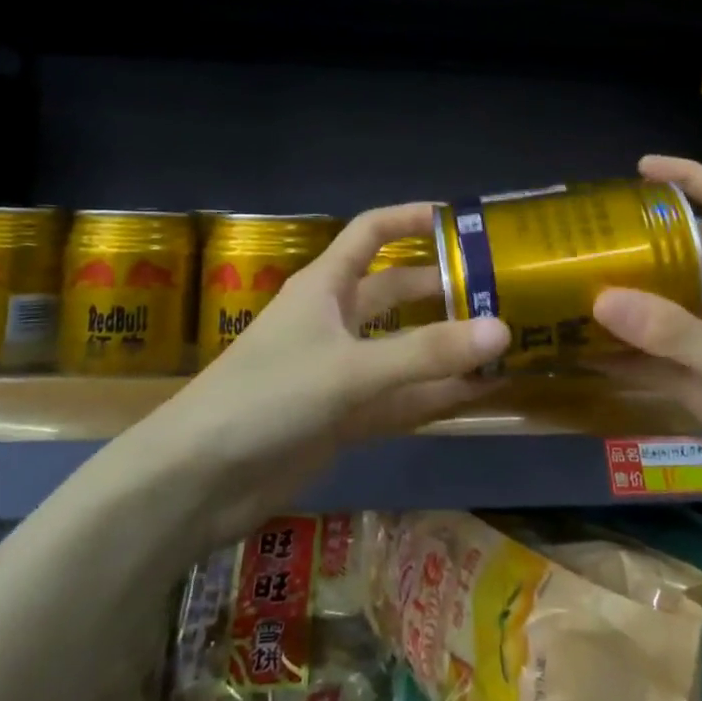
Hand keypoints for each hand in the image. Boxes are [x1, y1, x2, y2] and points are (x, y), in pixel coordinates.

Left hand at [119, 202, 509, 543]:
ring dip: (446, 348)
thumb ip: (426, 353)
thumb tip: (502, 330)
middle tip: (500, 292)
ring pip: (403, 349)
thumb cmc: (267, 397)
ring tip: (504, 344)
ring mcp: (339, 371)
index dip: (411, 219)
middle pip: (396, 292)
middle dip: (442, 290)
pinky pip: (399, 398)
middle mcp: (335, 320)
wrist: (197, 481)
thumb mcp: (350, 369)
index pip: (372, 233)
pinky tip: (478, 395)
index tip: (461, 221)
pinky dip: (434, 396)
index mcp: (325, 286)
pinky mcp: (342, 417)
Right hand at [591, 155, 701, 553]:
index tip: (641, 168)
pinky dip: (625, 358)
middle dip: (645, 244)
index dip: (691, 179)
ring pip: (668, 310)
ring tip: (573, 288)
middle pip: (689, 256)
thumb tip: (600, 299)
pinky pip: (658, 361)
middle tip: (589, 238)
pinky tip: (584, 355)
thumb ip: (676, 333)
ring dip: (628, 303)